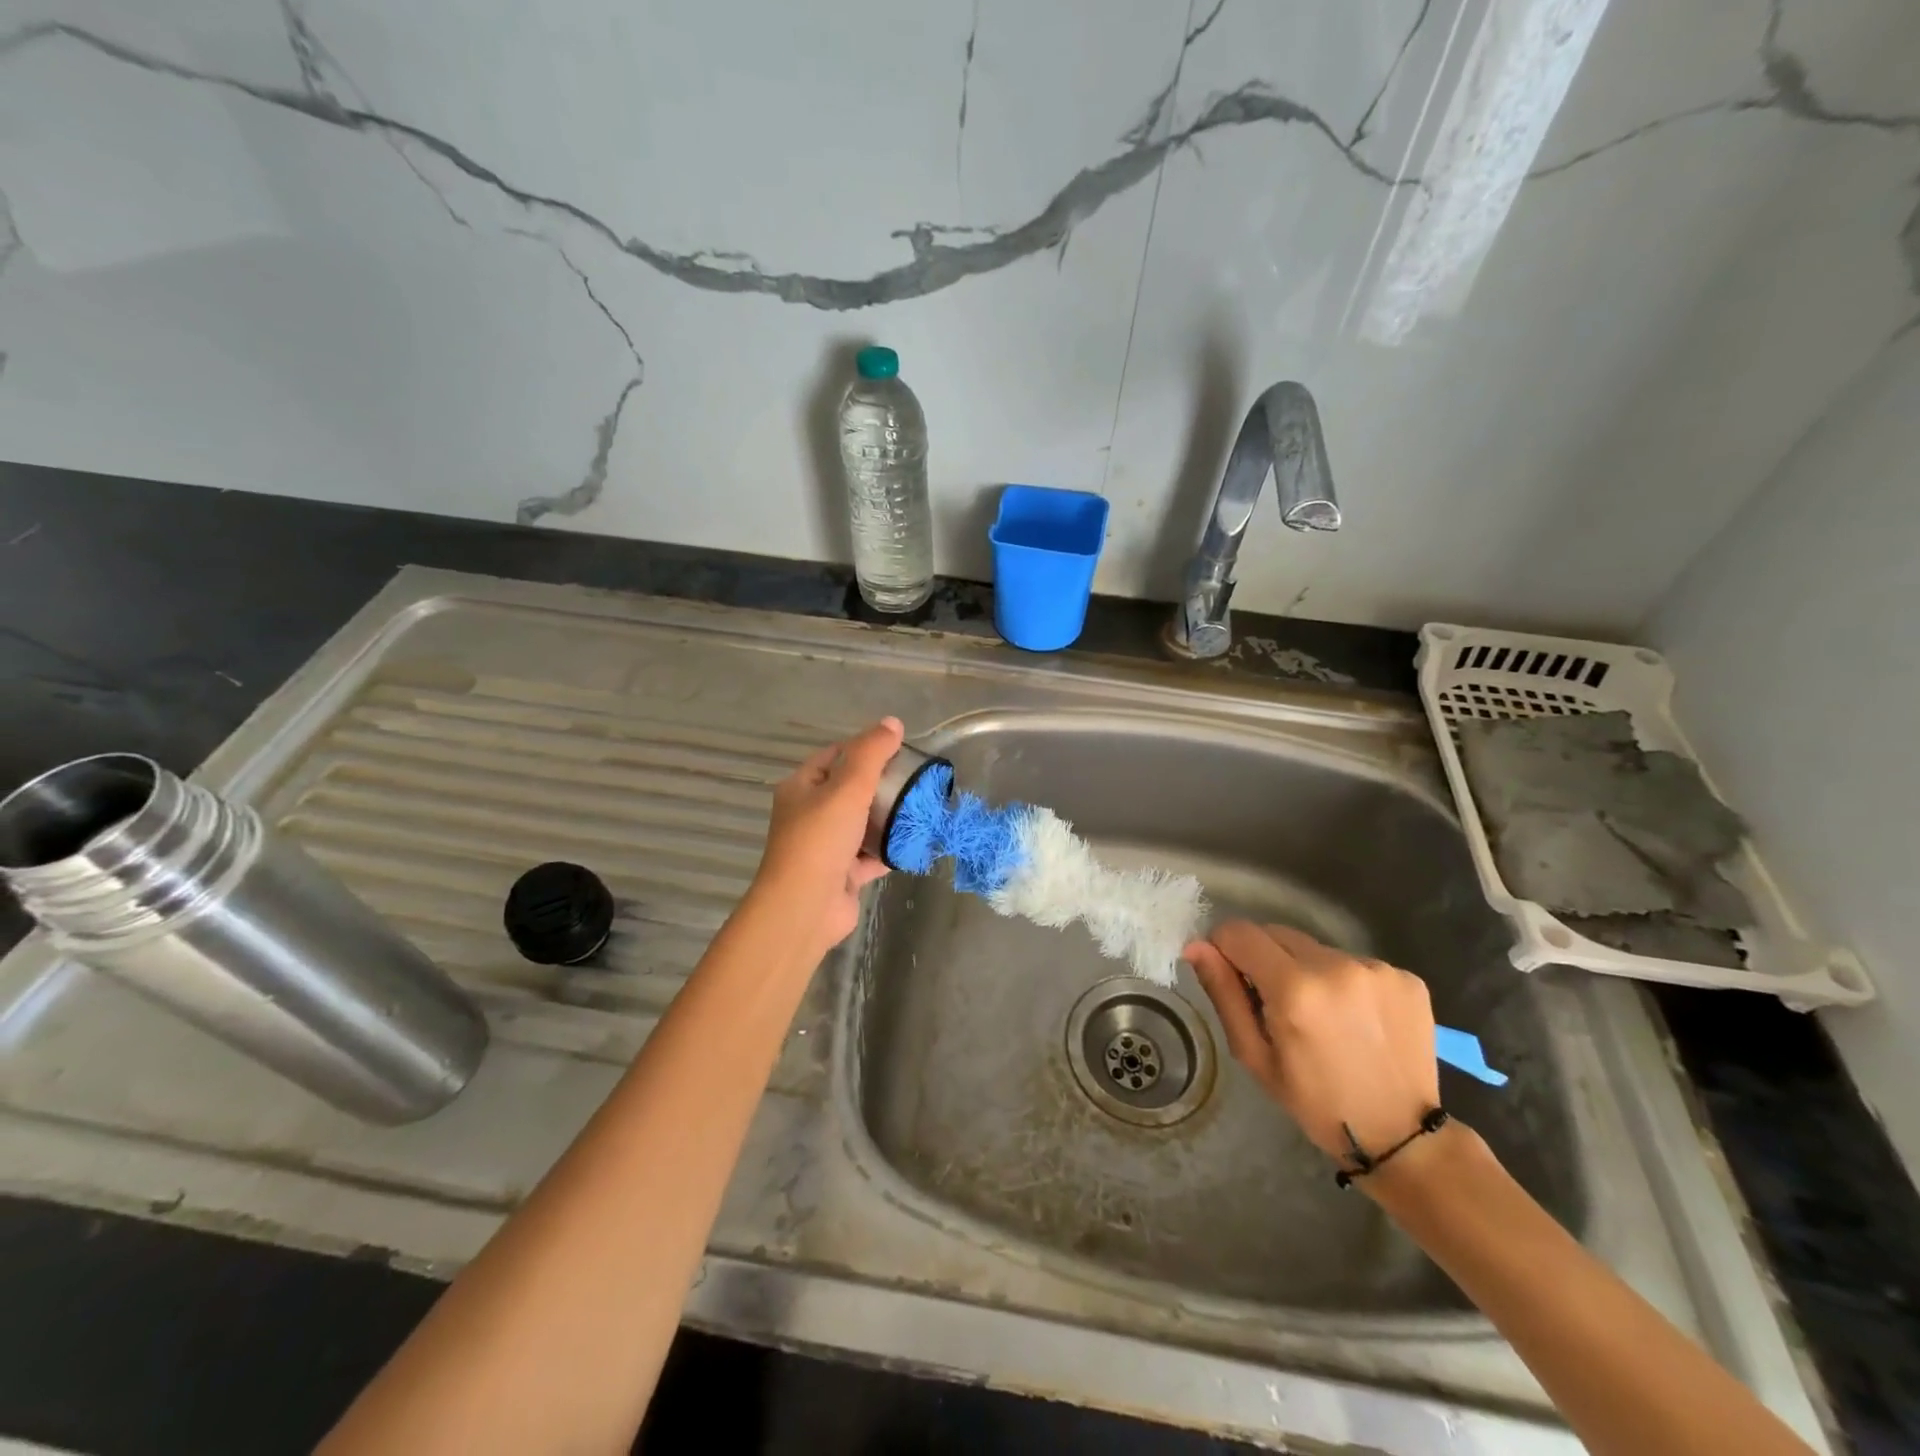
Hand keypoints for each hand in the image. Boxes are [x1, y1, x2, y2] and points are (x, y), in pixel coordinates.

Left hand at [750, 718, 904, 961]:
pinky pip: (870, 855)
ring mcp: (825, 846)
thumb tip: (893, 722)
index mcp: (801, 787)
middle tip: (915, 780)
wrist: (805, 907)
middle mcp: (810, 814)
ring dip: (888, 818)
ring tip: (921, 808)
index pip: (834, 756)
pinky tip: (915, 842)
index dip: (864, 748)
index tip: (898, 750)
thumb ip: (871, 753)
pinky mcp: (841, 874)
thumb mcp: (847, 787)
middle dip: (882, 785)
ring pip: (862, 824)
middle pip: (850, 790)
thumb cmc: (821, 839)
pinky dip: (889, 849)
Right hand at [1185, 922, 1439, 1171]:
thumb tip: (1197, 946)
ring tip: (1321, 1015)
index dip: (1225, 948)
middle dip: (1265, 959)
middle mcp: (1336, 966)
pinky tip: (1355, 1018)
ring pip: (1315, 948)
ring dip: (1306, 970)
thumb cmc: (1316, 1102)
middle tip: (1276, 1004)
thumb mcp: (1255, 1055)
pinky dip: (1344, 982)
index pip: (1239, 932)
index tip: (1232, 977)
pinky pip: (1353, 962)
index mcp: (1294, 988)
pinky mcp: (1407, 976)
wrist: (1402, 1136)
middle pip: (1277, 933)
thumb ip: (1224, 993)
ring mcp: (1376, 969)